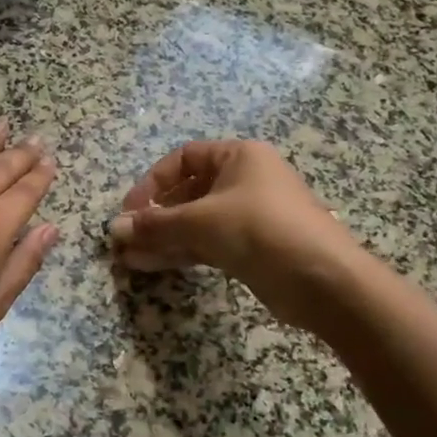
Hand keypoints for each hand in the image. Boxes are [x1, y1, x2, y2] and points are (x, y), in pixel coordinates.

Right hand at [108, 139, 356, 329]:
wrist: (323, 280)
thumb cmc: (260, 230)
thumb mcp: (201, 221)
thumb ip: (155, 224)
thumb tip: (113, 228)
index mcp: (238, 156)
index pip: (182, 158)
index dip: (152, 182)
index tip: (130, 210)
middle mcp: (244, 180)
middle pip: (187, 192)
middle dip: (154, 216)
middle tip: (126, 238)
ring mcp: (248, 215)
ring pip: (195, 222)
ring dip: (162, 238)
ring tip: (128, 258)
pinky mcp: (251, 247)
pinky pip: (207, 242)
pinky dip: (180, 252)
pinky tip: (150, 265)